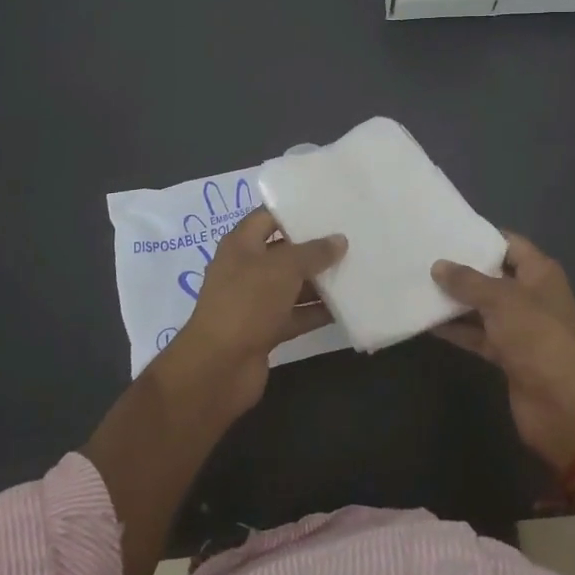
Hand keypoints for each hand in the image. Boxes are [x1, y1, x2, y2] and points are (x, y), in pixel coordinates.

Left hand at [166, 208, 343, 413]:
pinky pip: (295, 314)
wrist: (218, 368)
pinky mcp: (265, 330)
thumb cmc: (247, 302)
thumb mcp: (283, 268)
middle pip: (284, 251)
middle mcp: (246, 268)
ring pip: (292, 284)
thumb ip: (313, 252)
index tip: (328, 207)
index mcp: (241, 244)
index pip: (269, 216)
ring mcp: (255, 301)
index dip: (295, 210)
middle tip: (350, 237)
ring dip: (319, 281)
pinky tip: (347, 306)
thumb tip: (340, 240)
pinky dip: (317, 311)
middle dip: (314, 247)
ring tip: (356, 268)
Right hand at [433, 233, 574, 469]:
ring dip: (456, 301)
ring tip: (419, 286)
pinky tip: (428, 323)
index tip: (447, 231)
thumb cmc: (536, 337)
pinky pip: (479, 335)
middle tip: (425, 256)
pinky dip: (458, 329)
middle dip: (463, 269)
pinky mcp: (508, 355)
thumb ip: (468, 281)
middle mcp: (532, 296)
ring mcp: (520, 327)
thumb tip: (438, 265)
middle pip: (494, 275)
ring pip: (483, 307)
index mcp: (540, 273)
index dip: (481, 236)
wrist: (562, 405)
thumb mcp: (501, 300)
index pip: (510, 244)